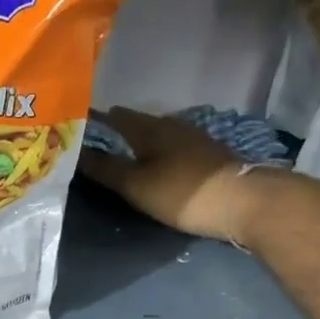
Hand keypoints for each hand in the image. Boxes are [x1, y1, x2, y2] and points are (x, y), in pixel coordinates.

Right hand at [79, 106, 277, 243]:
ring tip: (122, 159)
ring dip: (139, 145)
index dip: (93, 121)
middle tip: (94, 149)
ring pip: (157, 136)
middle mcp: (171, 125)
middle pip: (136, 124)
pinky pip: (172, 148)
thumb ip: (105, 168)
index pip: (113, 116)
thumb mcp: (137, 185)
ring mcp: (194, 138)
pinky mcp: (208, 156)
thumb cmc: (183, 192)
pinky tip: (155, 167)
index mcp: (149, 127)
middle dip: (116, 134)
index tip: (75, 130)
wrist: (244, 202)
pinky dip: (158, 154)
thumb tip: (75, 151)